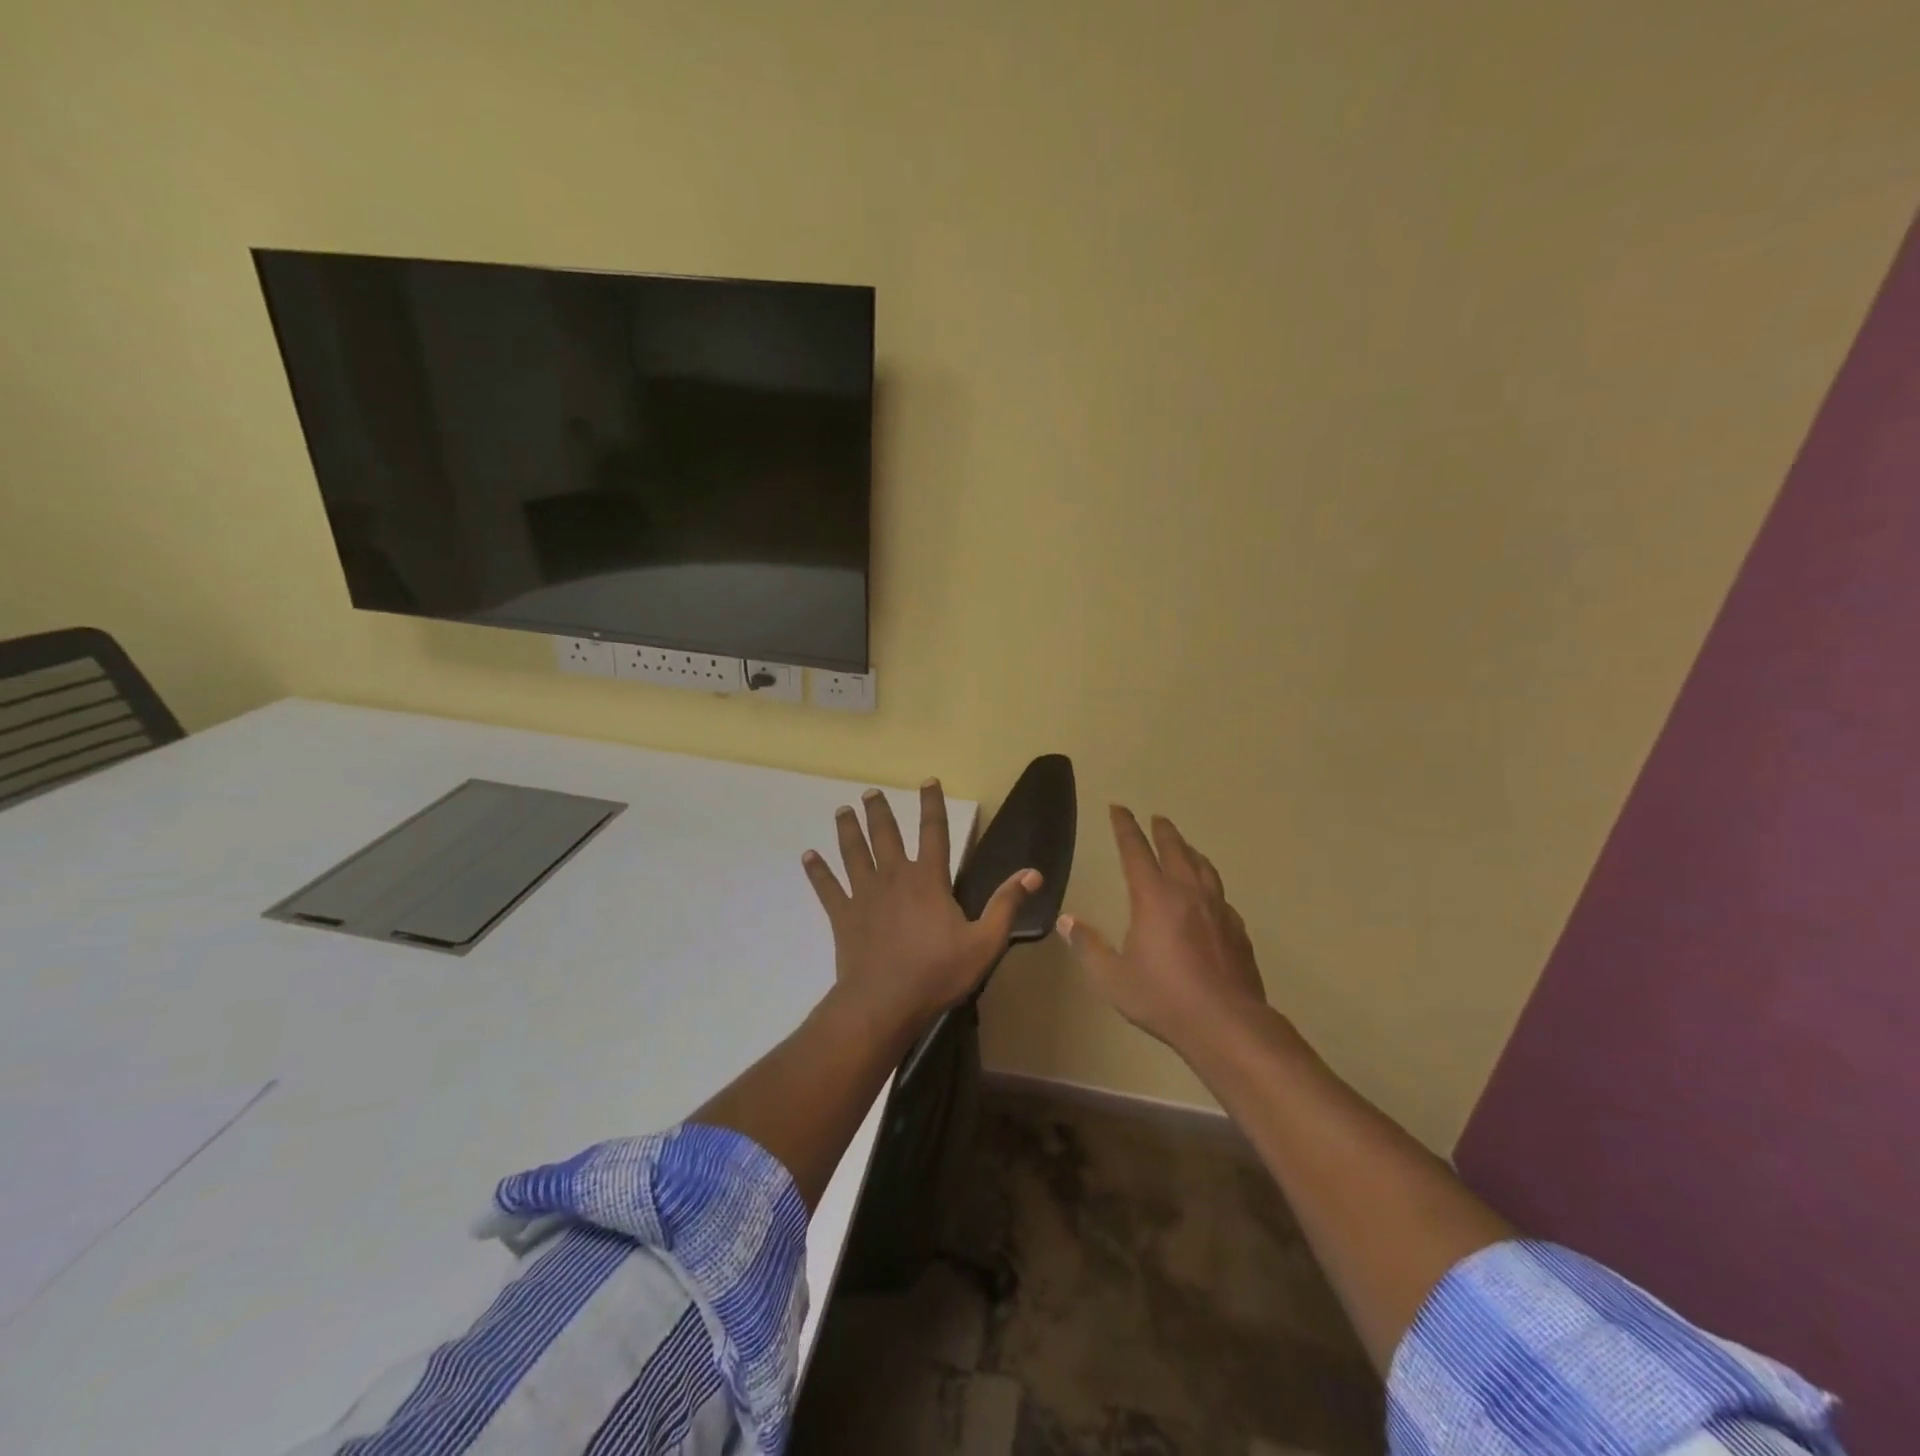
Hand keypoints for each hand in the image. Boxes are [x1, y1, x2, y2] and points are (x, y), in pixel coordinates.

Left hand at [802, 780, 1041, 1026]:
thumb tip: (1033, 872)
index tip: (928, 780)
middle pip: (885, 834)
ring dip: (848, 830)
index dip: (932, 804)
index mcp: (928, 879)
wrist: (884, 1003)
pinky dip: (817, 871)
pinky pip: (827, 887)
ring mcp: (863, 894)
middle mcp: (893, 876)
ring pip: (853, 852)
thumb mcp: (984, 942)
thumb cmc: (937, 972)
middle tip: (870, 792)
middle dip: (879, 810)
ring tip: (842, 810)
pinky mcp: (843, 915)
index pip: (934, 831)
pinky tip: (808, 856)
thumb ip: (1006, 904)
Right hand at [1058, 806, 1270, 1051]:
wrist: (1226, 1024)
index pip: (1135, 851)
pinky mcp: (1237, 930)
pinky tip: (1210, 896)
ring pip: (1204, 868)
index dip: (1125, 827)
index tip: (1119, 808)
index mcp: (1154, 898)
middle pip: (1176, 850)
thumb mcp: (1112, 977)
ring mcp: (1218, 910)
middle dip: (1164, 832)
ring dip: (1191, 852)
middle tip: (1158, 818)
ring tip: (1186, 847)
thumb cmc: (1163, 998)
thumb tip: (1065, 920)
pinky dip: (1210, 884)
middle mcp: (1187, 894)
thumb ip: (1088, 946)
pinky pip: (1221, 896)